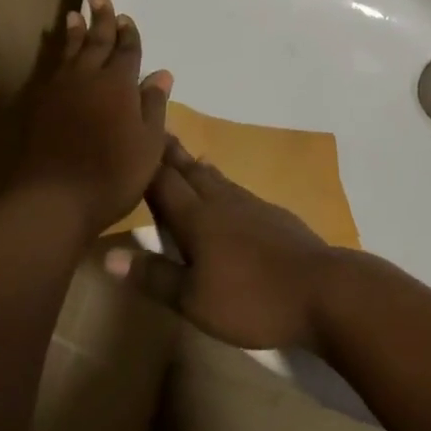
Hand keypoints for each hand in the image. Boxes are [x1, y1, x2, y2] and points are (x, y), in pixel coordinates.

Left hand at [12, 0, 171, 235]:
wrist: (55, 198)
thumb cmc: (113, 174)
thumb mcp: (148, 144)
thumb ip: (153, 106)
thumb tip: (161, 74)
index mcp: (119, 85)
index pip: (127, 52)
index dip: (129, 35)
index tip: (127, 18)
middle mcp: (88, 78)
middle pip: (96, 42)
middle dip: (101, 20)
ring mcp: (61, 91)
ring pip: (70, 52)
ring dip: (75, 32)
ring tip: (75, 14)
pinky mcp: (41, 106)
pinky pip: (53, 69)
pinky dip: (58, 54)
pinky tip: (60, 56)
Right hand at [116, 137, 339, 350]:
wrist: (323, 289)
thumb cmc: (251, 298)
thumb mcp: (194, 300)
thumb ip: (154, 275)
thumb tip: (107, 255)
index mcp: (197, 218)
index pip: (163, 182)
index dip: (145, 163)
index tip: (131, 137)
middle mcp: (221, 202)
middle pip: (189, 171)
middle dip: (170, 153)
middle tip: (156, 130)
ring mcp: (251, 205)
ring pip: (216, 178)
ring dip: (196, 165)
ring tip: (187, 155)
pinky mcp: (274, 215)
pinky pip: (237, 190)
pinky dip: (222, 182)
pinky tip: (227, 190)